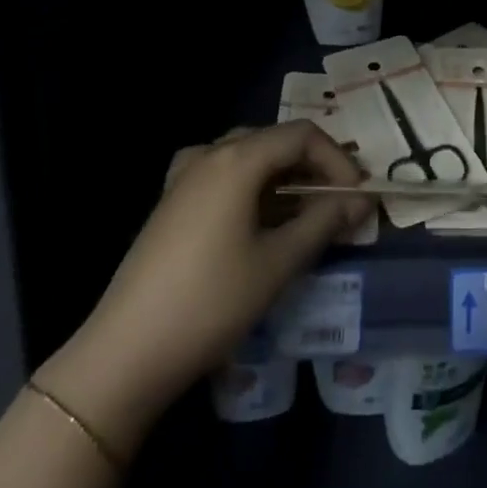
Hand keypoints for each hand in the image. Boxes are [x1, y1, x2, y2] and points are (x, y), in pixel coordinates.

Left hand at [36, 121, 371, 452]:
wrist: (126, 352)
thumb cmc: (210, 302)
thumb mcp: (277, 263)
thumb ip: (323, 223)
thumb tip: (359, 202)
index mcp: (237, 158)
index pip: (302, 135)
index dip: (337, 160)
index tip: (356, 199)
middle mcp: (210, 153)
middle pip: (275, 140)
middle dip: (313, 168)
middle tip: (337, 206)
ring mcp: (185, 175)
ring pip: (248, 156)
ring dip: (283, 178)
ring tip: (304, 214)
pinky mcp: (171, 201)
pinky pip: (222, 174)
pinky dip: (251, 186)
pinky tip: (254, 217)